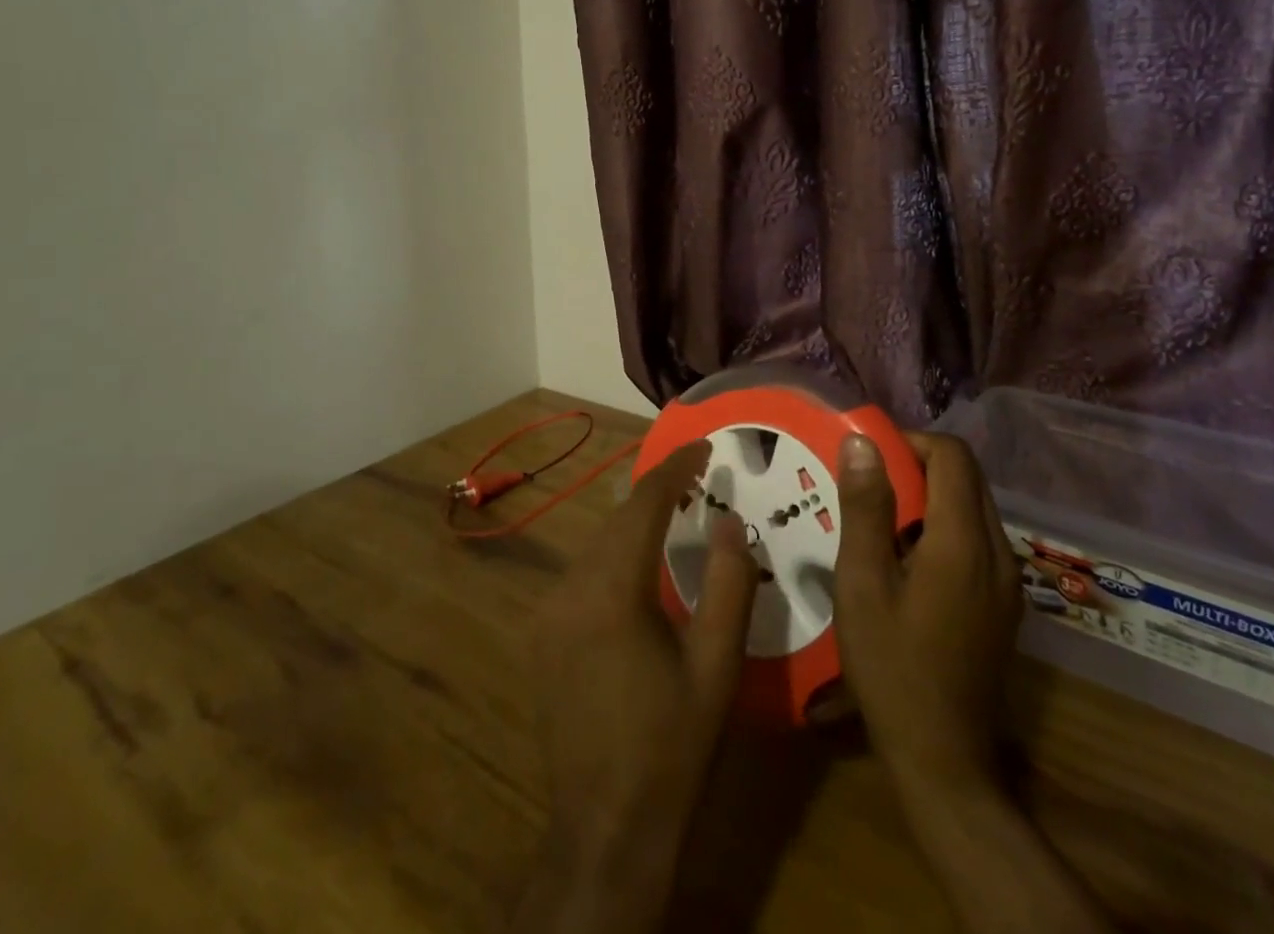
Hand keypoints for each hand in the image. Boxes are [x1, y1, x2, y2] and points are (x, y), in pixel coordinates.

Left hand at [513, 440, 757, 933]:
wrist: (606, 828)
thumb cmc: (673, 745)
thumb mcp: (717, 665)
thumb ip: (730, 583)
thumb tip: (729, 520)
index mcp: (612, 591)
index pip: (643, 505)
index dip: (674, 468)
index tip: (703, 445)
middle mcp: (570, 589)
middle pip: (616, 520)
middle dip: (656, 492)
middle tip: (697, 476)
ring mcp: (549, 612)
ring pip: (597, 544)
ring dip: (635, 524)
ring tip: (677, 511)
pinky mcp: (543, 634)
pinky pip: (583, 573)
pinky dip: (615, 555)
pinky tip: (641, 565)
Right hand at [833, 432, 1110, 933]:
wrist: (943, 760)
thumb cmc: (891, 667)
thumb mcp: (862, 582)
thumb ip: (865, 507)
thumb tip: (862, 443)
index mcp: (964, 542)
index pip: (952, 455)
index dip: (910, 442)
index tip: (868, 458)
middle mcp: (998, 552)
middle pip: (966, 477)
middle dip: (917, 466)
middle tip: (867, 486)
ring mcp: (1008, 581)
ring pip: (973, 507)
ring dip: (929, 497)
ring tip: (880, 521)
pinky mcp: (1005, 604)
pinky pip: (977, 539)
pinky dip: (943, 527)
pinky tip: (906, 561)